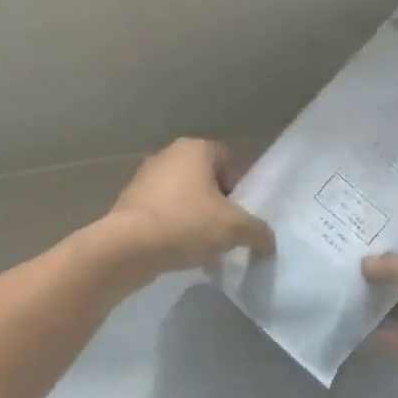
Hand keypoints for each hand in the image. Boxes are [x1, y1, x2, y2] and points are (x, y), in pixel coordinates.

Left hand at [102, 138, 274, 275]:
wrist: (127, 247)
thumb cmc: (186, 224)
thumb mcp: (234, 229)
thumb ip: (259, 232)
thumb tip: (269, 242)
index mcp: (196, 148)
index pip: (230, 160)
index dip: (241, 187)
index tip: (241, 214)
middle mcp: (169, 154)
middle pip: (206, 177)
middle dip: (217, 202)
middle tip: (225, 230)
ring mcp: (145, 176)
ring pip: (183, 194)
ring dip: (194, 215)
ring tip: (201, 245)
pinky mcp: (128, 199)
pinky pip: (161, 209)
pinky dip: (172, 225)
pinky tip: (176, 249)